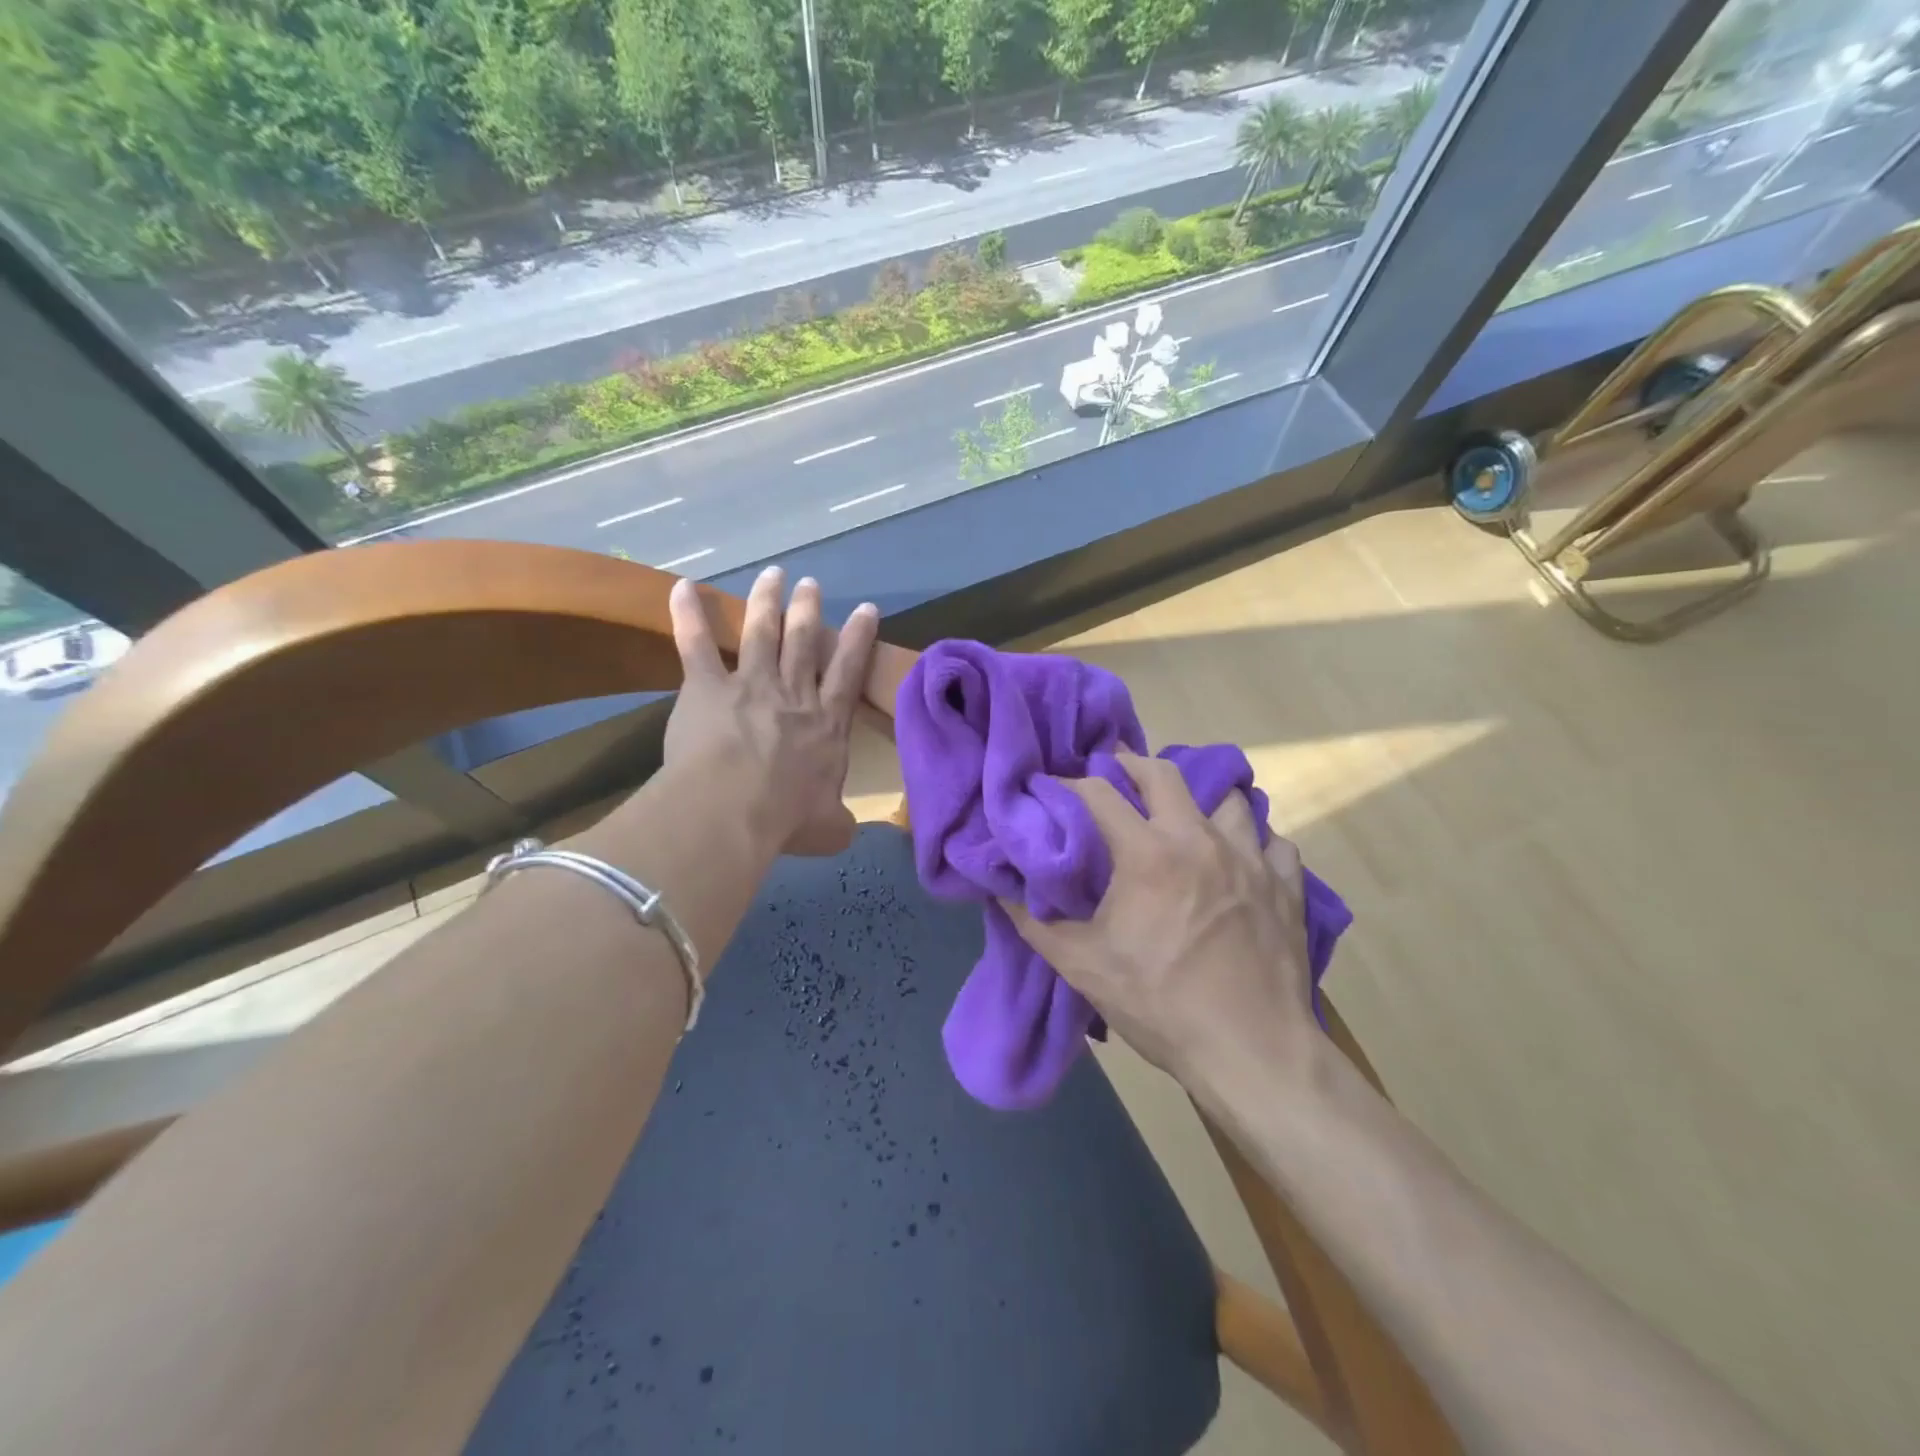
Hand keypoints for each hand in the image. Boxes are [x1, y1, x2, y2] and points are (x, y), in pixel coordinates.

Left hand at [663, 567, 879, 856]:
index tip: (866, 609)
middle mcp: (793, 695)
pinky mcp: (708, 687)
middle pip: (804, 641)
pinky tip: (683, 586)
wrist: (735, 810)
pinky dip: (688, 614)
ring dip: (767, 600)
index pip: (847, 671)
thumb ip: (838, 823)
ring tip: (772, 574)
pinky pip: (696, 645)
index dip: (858, 638)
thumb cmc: (785, 819)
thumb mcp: (828, 829)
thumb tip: (846, 831)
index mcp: (826, 724)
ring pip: (762, 632)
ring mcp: (751, 685)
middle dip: (808, 609)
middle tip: (810, 583)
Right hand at [1002, 752, 1316, 1089]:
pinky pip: (1272, 843)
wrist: (1252, 1052)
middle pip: (1164, 773)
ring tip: (1185, 818)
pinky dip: (1254, 842)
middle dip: (1132, 765)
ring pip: (1229, 799)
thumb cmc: (1160, 1005)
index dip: (1070, 785)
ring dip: (1201, 800)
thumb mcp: (1082, 966)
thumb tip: (1000, 888)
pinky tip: (1241, 861)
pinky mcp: (1287, 885)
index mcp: (1147, 853)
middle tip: (1115, 775)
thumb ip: (1035, 921)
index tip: (1055, 790)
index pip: (1099, 793)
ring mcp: (1251, 858)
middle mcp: (1200, 839)